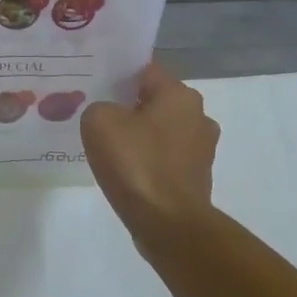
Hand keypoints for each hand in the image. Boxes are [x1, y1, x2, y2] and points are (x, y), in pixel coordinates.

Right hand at [81, 62, 219, 240]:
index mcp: (181, 95)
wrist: (168, 224)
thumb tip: (108, 117)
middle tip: (98, 118)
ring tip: (109, 150)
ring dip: (139, 138)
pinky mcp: (196, 178)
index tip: (95, 87)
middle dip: (129, 108)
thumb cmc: (136, 165)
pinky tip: (126, 175)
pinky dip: (148, 163)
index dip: (118, 76)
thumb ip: (99, 107)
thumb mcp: (99, 122)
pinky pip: (165, 160)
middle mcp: (199, 117)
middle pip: (154, 102)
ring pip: (161, 132)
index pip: (145, 71)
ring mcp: (201, 150)